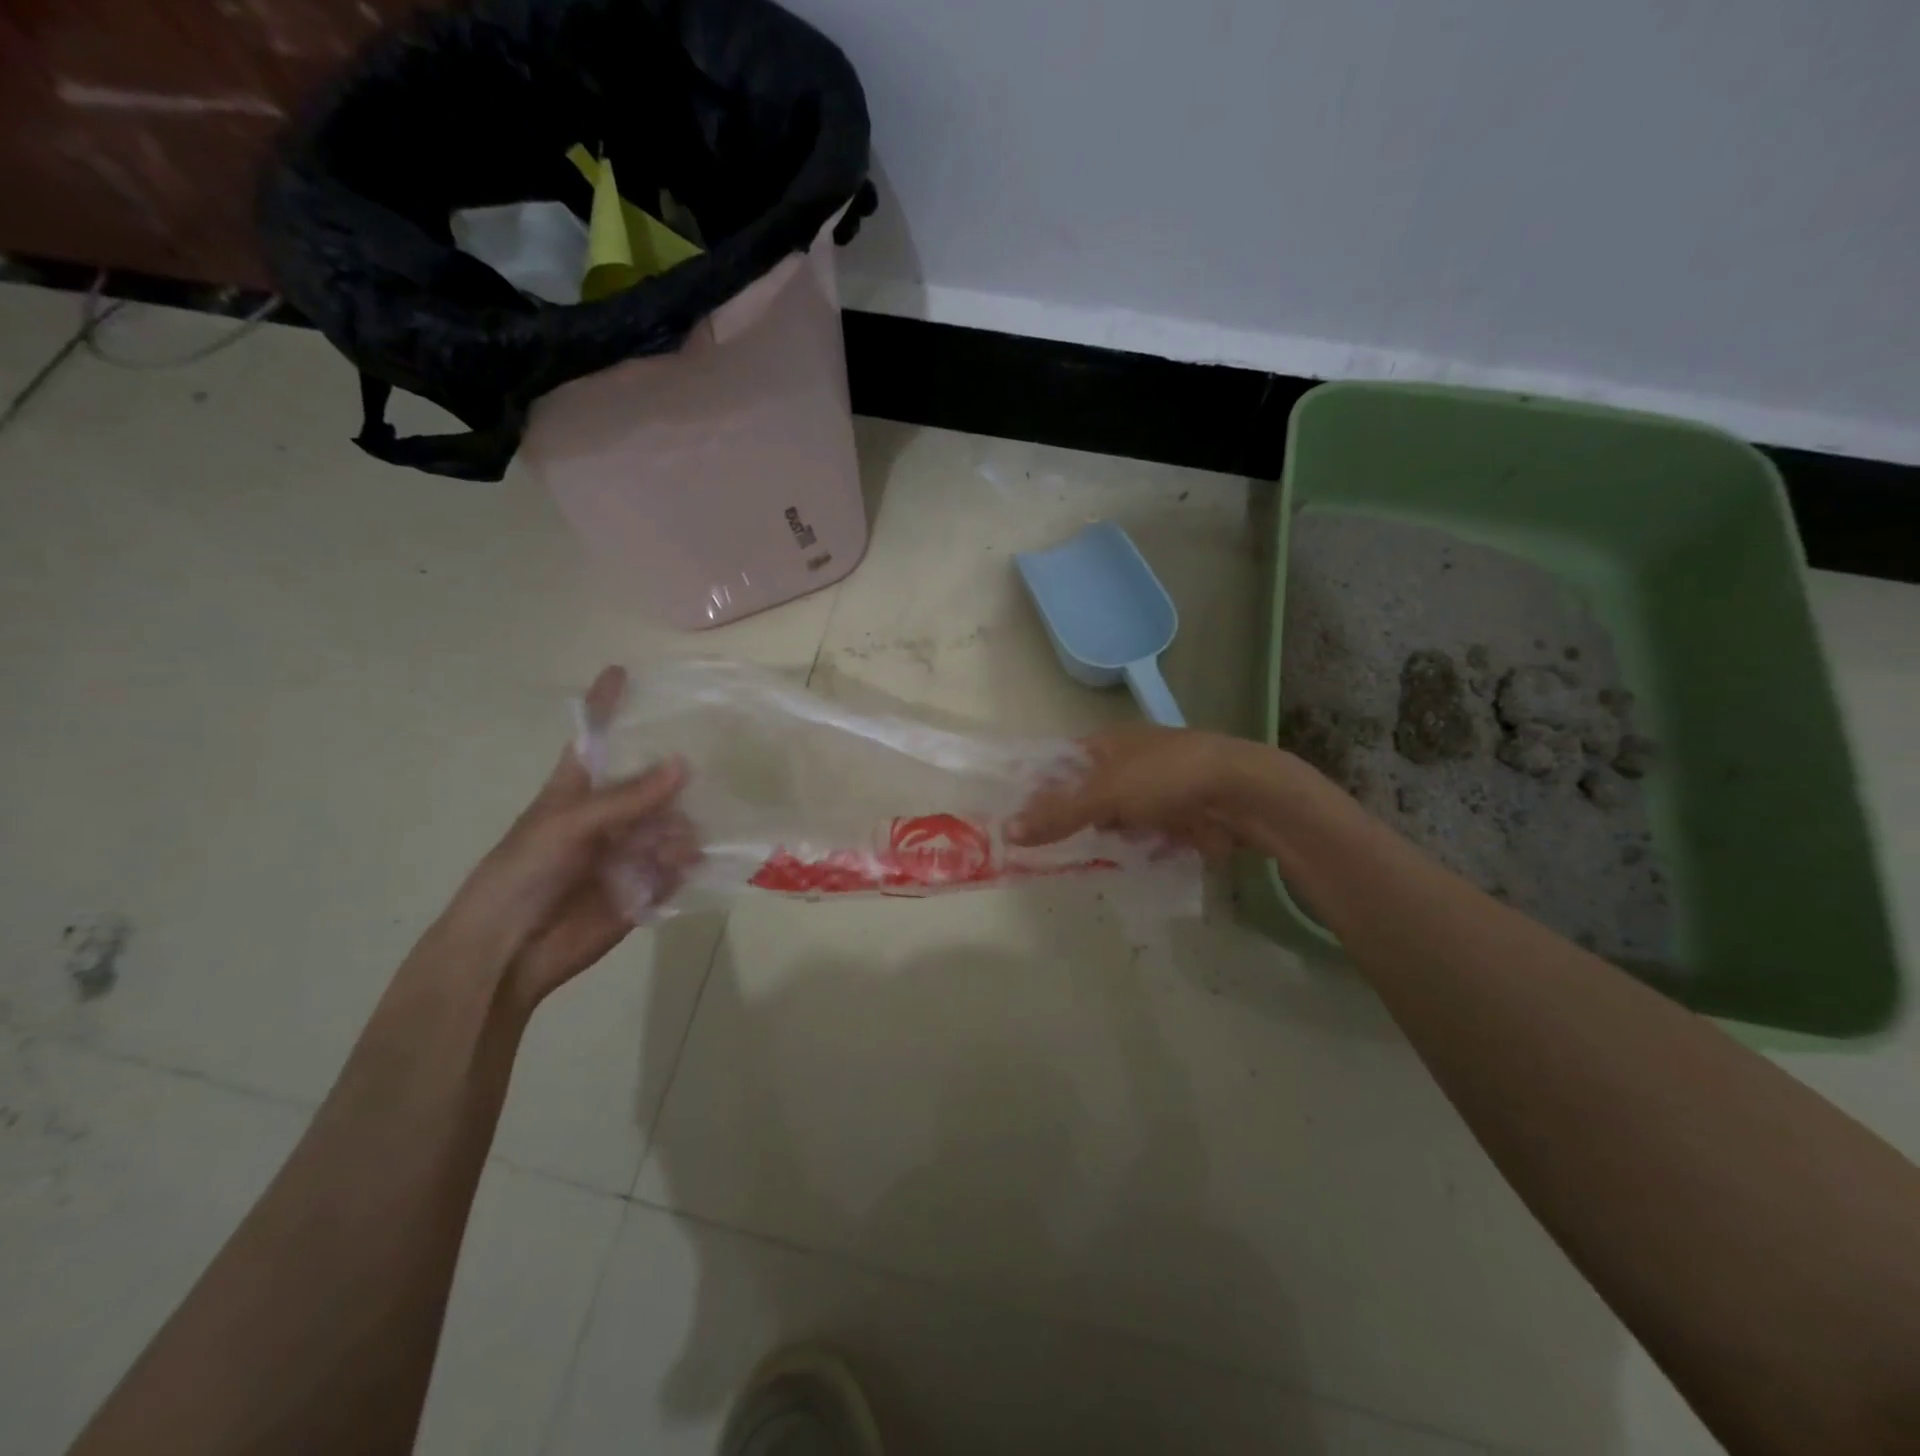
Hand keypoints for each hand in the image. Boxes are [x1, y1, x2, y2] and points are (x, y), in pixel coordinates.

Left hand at [430, 667, 698, 1007]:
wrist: (508, 952)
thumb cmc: (520, 875)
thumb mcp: (565, 826)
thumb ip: (625, 798)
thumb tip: (683, 766)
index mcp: (577, 791)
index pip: (596, 738)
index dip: (606, 705)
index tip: (621, 670)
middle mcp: (609, 816)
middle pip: (652, 782)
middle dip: (675, 778)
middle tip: (706, 773)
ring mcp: (628, 851)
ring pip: (673, 824)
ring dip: (680, 830)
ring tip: (674, 847)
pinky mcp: (645, 887)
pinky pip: (679, 867)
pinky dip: (685, 865)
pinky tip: (680, 868)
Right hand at [1007, 724, 1251, 857]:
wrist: (1242, 795)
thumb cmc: (1166, 777)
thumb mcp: (1105, 793)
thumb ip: (1058, 814)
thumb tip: (1006, 830)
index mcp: (1108, 742)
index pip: (1059, 764)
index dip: (1036, 788)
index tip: (1012, 819)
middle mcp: (1127, 764)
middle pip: (1083, 795)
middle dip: (1064, 821)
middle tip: (1031, 852)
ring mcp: (1152, 793)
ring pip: (1111, 820)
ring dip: (1096, 840)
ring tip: (1063, 865)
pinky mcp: (1173, 820)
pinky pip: (1138, 838)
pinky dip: (1126, 851)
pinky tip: (1107, 867)